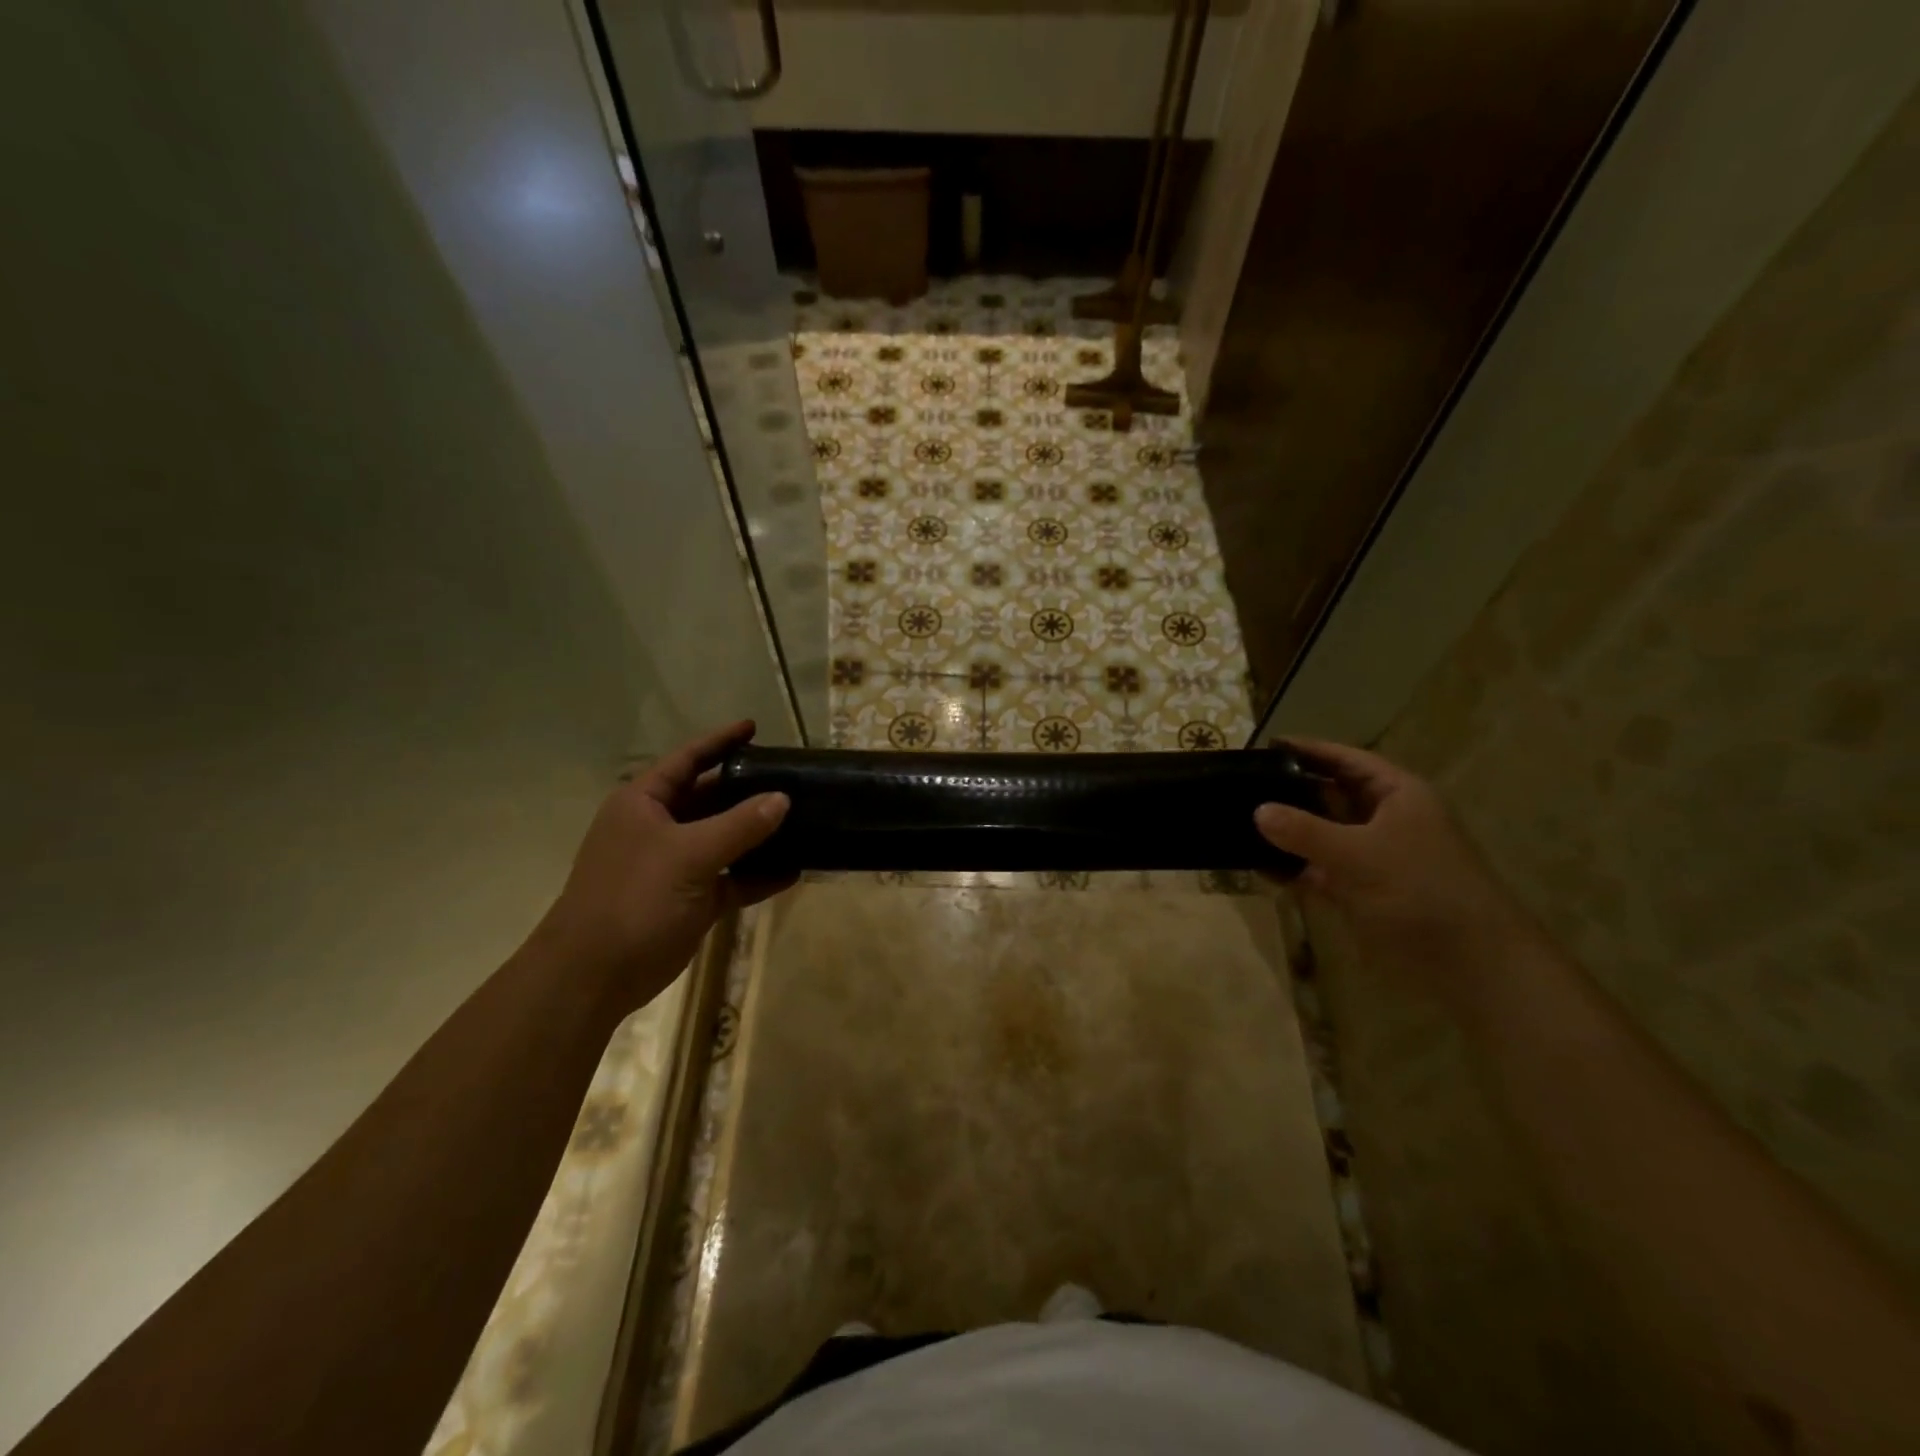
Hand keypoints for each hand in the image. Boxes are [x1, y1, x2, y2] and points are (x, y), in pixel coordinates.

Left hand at [534, 721, 789, 1011]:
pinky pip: (732, 879)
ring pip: (725, 839)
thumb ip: (739, 824)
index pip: (688, 759)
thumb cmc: (634, 897)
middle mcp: (660, 827)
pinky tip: (794, 870)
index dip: (720, 741)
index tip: (754, 726)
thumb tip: (783, 799)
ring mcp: (676, 865)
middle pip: (710, 798)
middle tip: (791, 777)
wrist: (595, 975)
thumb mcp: (689, 854)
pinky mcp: (692, 900)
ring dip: (758, 834)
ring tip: (803, 819)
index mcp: (645, 803)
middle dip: (748, 789)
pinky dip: (759, 875)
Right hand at [1254, 739, 1537, 995]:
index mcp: (1397, 796)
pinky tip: (1256, 864)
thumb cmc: (1421, 891)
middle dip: (1291, 790)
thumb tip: (1258, 810)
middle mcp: (1384, 820)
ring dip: (1287, 832)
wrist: (1470, 964)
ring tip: (1239, 820)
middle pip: (1331, 795)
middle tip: (1243, 784)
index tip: (1268, 745)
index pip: (1348, 761)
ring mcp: (1371, 857)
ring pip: (1321, 834)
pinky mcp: (1359, 890)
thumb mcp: (1359, 854)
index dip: (1311, 751)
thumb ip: (1305, 831)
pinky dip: (1291, 867)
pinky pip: (1317, 869)